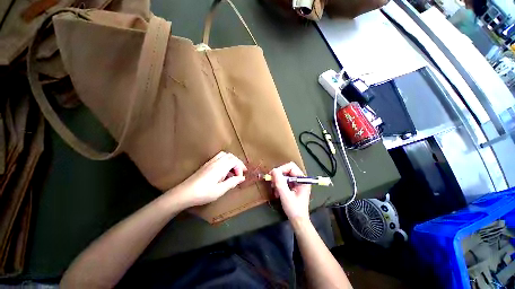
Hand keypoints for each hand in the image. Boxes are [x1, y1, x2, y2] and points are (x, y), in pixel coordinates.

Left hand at [170, 151, 246, 207]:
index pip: (234, 161)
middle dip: (237, 163)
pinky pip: (219, 158)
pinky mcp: (206, 165)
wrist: (184, 193)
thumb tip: (242, 178)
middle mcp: (216, 162)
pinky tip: (223, 172)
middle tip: (240, 172)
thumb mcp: (220, 190)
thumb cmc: (203, 193)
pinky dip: (225, 162)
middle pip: (230, 156)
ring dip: (231, 161)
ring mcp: (210, 162)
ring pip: (224, 155)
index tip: (239, 178)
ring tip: (232, 171)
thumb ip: (232, 182)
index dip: (240, 168)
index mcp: (220, 167)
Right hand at [270, 162, 310, 221]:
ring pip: (284, 175)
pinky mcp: (293, 186)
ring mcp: (297, 183)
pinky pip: (284, 181)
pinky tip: (277, 192)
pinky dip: (279, 185)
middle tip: (272, 183)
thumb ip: (280, 183)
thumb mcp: (285, 196)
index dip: (281, 169)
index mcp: (302, 180)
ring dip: (277, 181)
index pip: (291, 167)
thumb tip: (273, 170)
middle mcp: (300, 179)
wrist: (298, 221)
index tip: (273, 176)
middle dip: (278, 176)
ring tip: (274, 189)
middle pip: (287, 170)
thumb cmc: (294, 209)